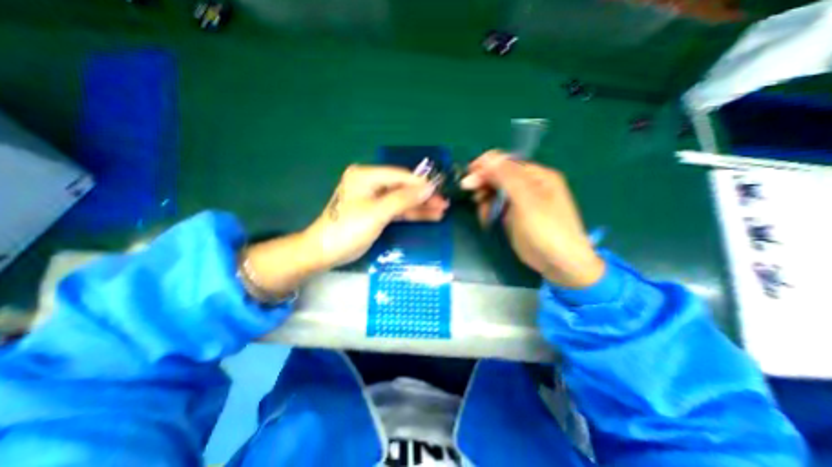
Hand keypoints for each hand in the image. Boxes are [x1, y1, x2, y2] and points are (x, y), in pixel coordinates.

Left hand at [304, 164, 448, 267]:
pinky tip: (428, 216)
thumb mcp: (377, 213)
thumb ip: (404, 199)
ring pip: (402, 200)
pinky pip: (397, 209)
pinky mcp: (376, 211)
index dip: (421, 183)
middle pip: (403, 188)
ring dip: (420, 206)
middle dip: (423, 196)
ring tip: (441, 210)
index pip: (400, 176)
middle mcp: (371, 183)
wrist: (326, 251)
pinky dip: (411, 213)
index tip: (440, 190)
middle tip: (444, 203)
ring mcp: (374, 198)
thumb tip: (429, 188)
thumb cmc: (348, 229)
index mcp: (366, 175)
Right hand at [461, 149, 604, 288]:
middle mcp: (528, 185)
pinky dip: (488, 211)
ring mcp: (520, 201)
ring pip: (494, 192)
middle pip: (498, 176)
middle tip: (473, 196)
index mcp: (536, 175)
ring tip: (484, 213)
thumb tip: (488, 158)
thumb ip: (508, 177)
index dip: (486, 167)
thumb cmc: (546, 230)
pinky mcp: (513, 215)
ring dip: (485, 200)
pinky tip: (487, 220)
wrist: (559, 263)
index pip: (505, 162)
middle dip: (483, 184)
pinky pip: (496, 206)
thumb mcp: (527, 200)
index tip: (468, 178)